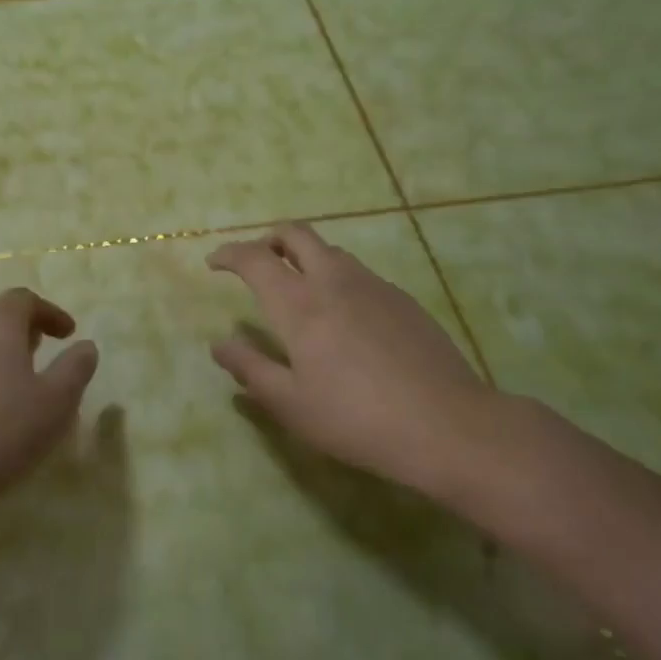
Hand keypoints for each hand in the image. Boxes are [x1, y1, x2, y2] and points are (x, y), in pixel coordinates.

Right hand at [208, 223, 522, 506]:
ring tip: (297, 289)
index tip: (214, 263)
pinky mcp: (403, 299)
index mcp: (300, 305)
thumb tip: (219, 344)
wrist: (446, 424)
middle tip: (256, 262)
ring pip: (331, 251)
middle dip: (268, 239)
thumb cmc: (356, 419)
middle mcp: (335, 282)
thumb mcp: (291, 404)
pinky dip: (335, 277)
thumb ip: (250, 369)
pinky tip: (343, 316)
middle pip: (296, 235)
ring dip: (304, 256)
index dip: (230, 254)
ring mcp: (374, 286)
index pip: (255, 259)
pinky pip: (359, 273)